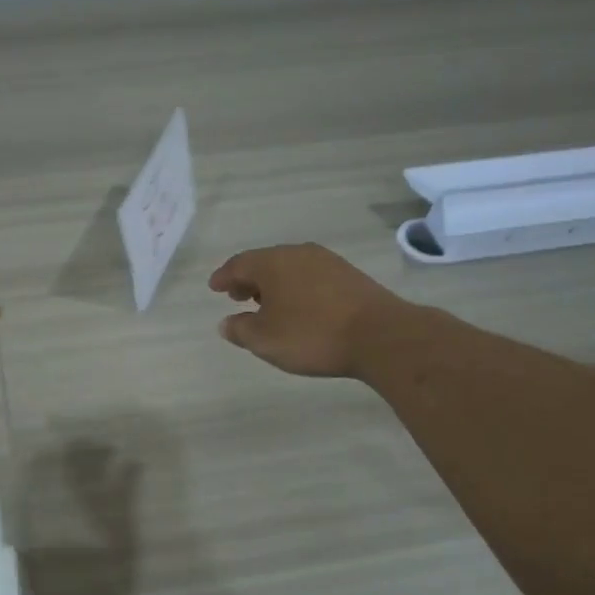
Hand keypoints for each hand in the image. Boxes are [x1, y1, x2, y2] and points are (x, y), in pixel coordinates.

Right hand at [209, 244, 403, 377]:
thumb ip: (240, 329)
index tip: (214, 287)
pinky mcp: (350, 276)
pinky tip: (299, 308)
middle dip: (248, 279)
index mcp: (273, 262)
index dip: (223, 277)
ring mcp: (328, 262)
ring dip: (274, 285)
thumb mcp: (264, 340)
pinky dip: (296, 288)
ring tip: (266, 305)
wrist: (380, 336)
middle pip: (265, 262)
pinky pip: (311, 277)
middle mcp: (299, 254)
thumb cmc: (311, 335)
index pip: (239, 264)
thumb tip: (226, 322)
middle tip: (237, 296)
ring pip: (290, 269)